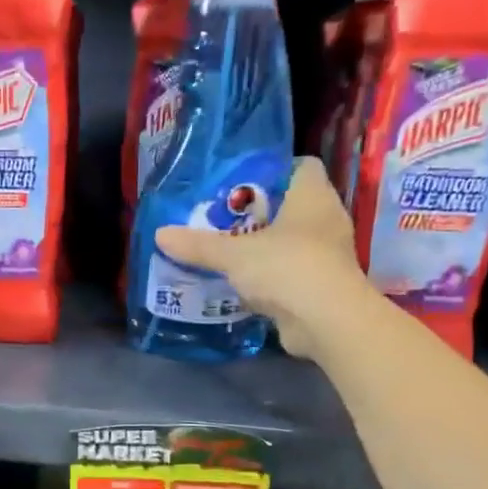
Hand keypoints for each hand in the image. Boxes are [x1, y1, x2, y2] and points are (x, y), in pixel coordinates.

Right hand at [154, 157, 374, 357]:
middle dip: (258, 212)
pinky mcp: (321, 286)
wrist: (328, 321)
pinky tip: (241, 283)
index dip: (272, 170)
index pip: (301, 167)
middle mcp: (326, 220)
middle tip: (222, 218)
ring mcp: (327, 255)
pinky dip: (269, 276)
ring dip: (263, 247)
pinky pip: (290, 272)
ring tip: (226, 250)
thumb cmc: (287, 268)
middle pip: (291, 205)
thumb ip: (199, 245)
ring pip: (291, 241)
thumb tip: (160, 234)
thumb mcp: (234, 254)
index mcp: (313, 197)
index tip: (239, 183)